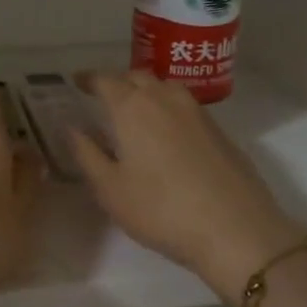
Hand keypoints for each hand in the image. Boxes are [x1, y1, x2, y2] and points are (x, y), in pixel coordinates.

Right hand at [69, 71, 306, 304]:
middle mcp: (165, 99)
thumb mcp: (110, 189)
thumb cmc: (161, 210)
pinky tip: (166, 135)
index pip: (105, 80)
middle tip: (103, 98)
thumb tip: (71, 128)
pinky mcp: (219, 131)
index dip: (88, 79)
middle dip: (118, 82)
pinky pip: (185, 107)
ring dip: (146, 91)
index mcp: (133, 107)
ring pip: (165, 87)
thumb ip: (87, 154)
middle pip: (138, 76)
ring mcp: (198, 112)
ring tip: (135, 112)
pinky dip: (168, 109)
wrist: (235, 229)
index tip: (77, 82)